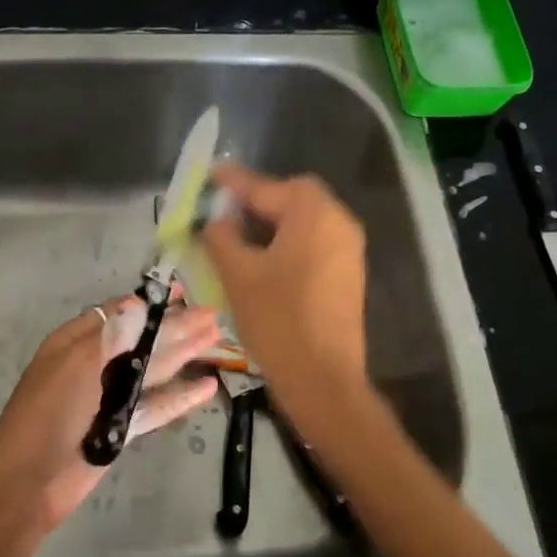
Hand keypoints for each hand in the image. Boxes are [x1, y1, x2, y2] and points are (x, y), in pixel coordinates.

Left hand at [0, 291, 222, 532]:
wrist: (27, 482)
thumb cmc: (48, 412)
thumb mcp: (77, 363)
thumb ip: (113, 335)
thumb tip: (138, 303)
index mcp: (76, 342)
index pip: (120, 313)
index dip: (151, 303)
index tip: (182, 293)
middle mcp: (94, 364)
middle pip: (142, 340)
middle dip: (175, 327)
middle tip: (212, 316)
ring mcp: (109, 397)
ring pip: (153, 370)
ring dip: (183, 354)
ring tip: (216, 339)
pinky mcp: (121, 428)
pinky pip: (155, 406)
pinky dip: (179, 396)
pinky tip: (206, 386)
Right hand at [201, 164, 371, 431]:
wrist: (324, 380)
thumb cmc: (278, 321)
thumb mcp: (239, 275)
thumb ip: (221, 237)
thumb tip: (215, 219)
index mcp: (313, 214)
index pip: (266, 186)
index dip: (233, 182)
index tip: (208, 175)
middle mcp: (338, 221)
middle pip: (291, 197)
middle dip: (256, 200)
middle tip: (222, 211)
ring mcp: (347, 248)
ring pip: (303, 221)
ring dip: (270, 222)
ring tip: (235, 236)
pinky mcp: (347, 272)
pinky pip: (312, 242)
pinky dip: (286, 241)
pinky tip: (261, 259)